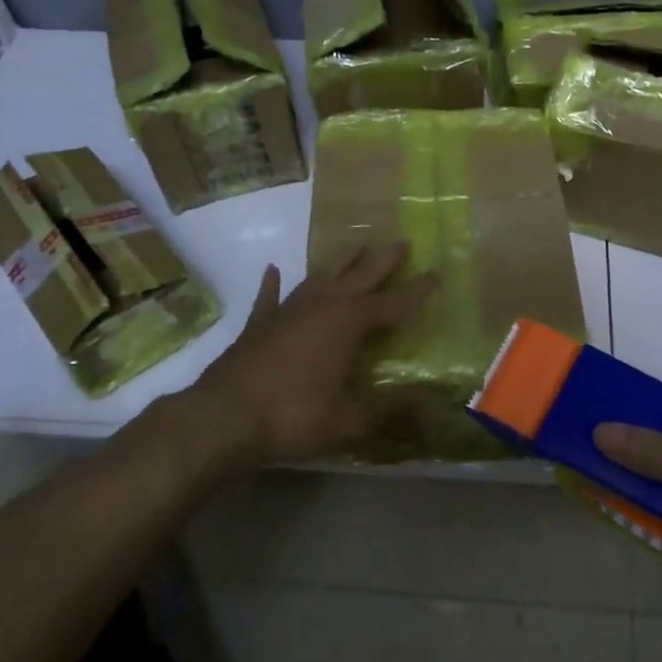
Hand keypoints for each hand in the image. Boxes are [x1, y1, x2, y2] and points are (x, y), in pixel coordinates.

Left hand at [182, 242, 433, 470]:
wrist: (223, 418)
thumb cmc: (294, 415)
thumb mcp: (351, 419)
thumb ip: (391, 409)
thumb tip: (433, 407)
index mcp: (349, 322)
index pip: (394, 302)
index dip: (418, 290)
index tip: (437, 274)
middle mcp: (322, 305)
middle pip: (360, 275)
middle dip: (383, 260)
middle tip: (401, 242)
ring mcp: (287, 310)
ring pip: (320, 276)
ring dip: (340, 261)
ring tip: (356, 245)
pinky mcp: (258, 323)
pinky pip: (270, 295)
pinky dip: (273, 283)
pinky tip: (274, 269)